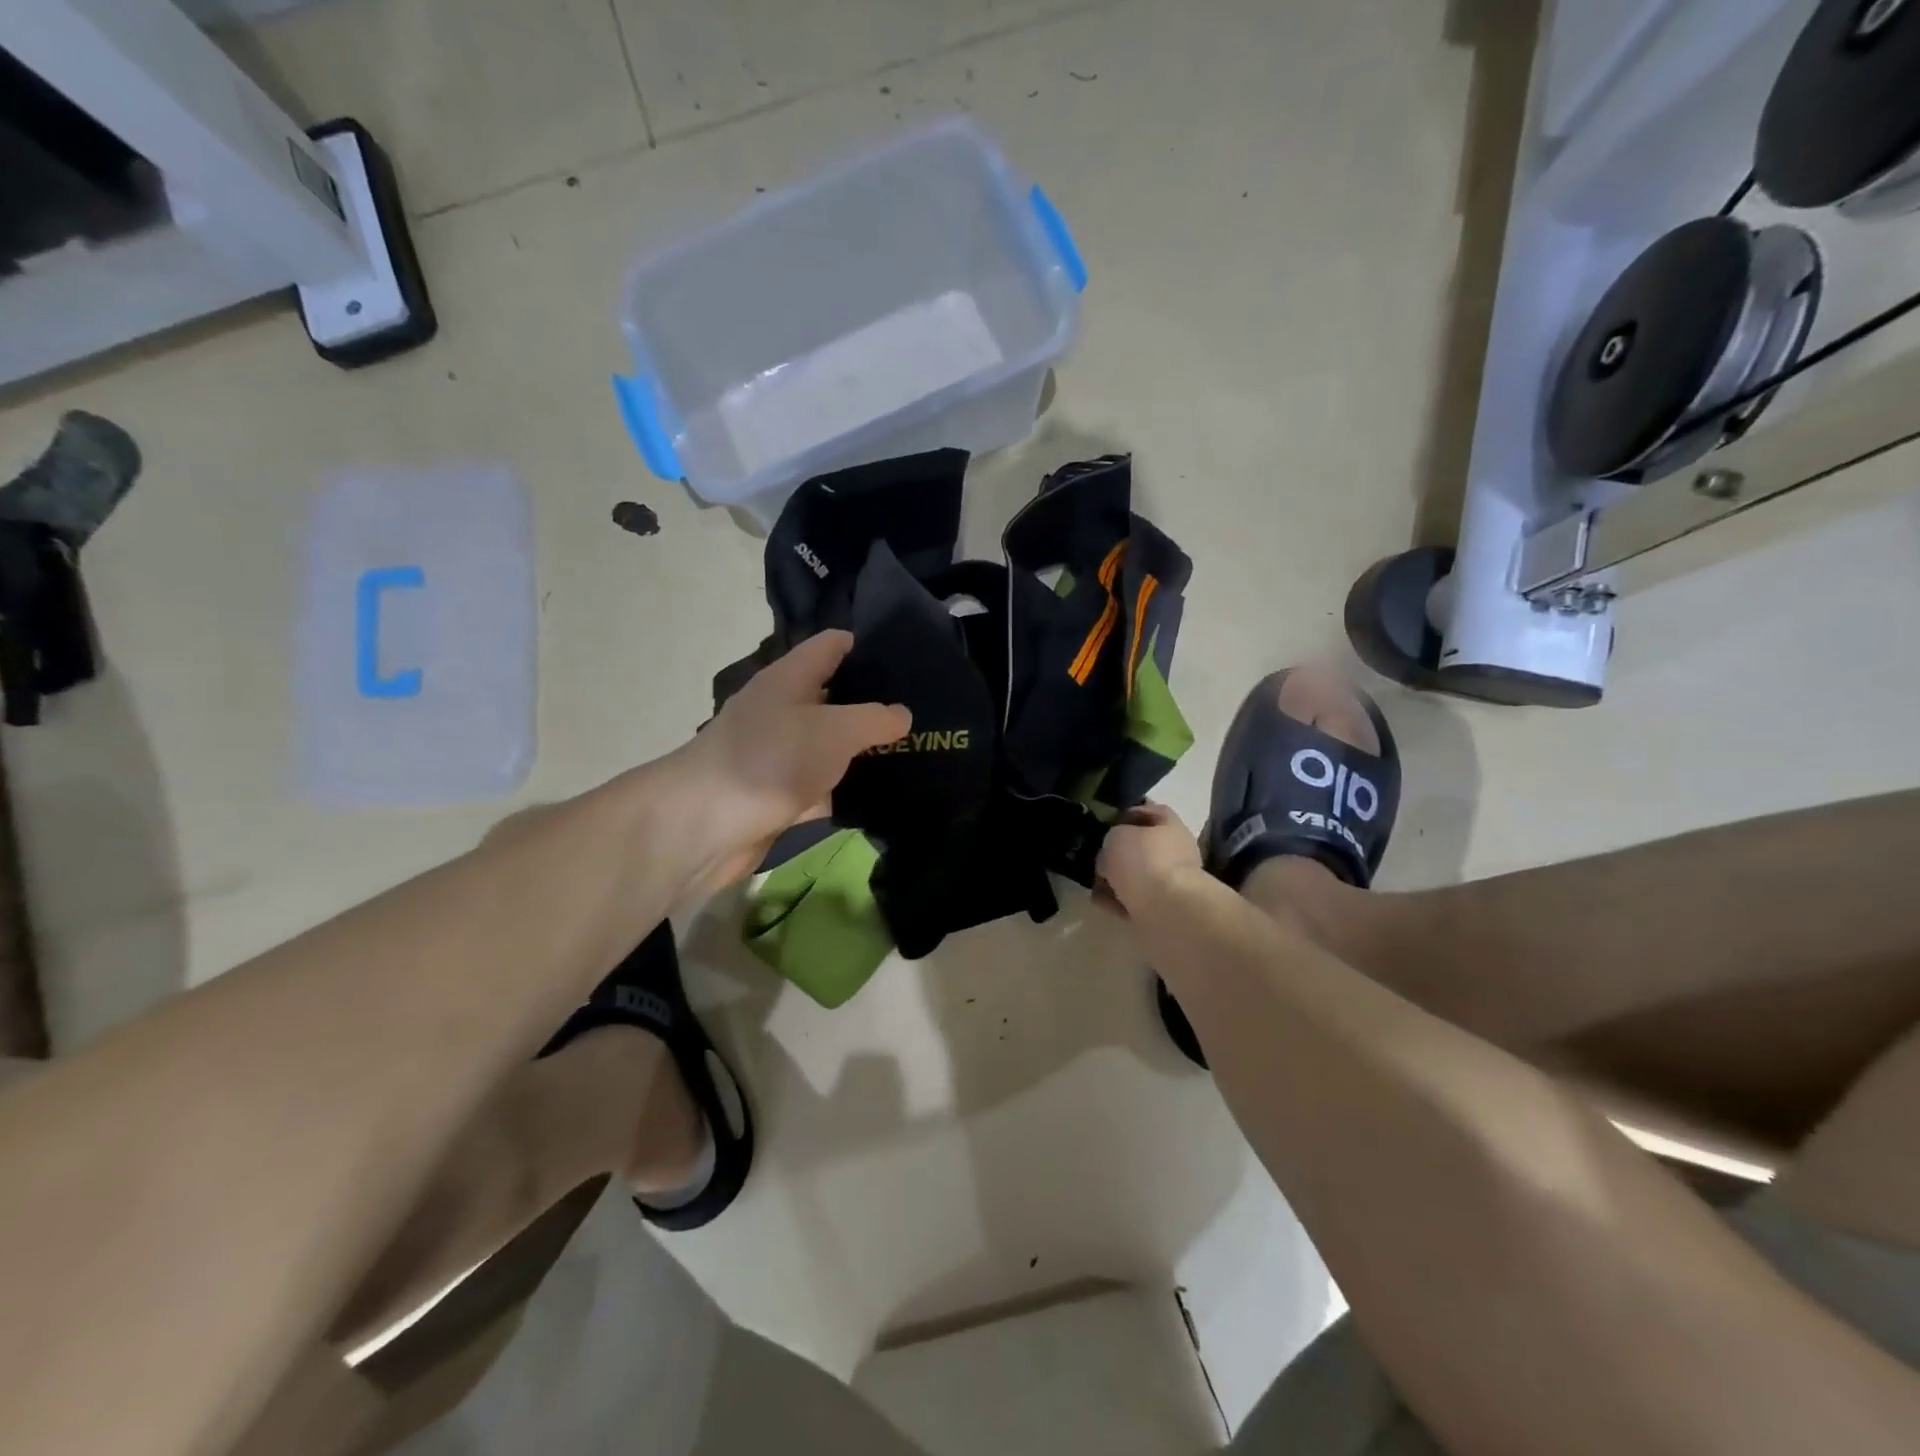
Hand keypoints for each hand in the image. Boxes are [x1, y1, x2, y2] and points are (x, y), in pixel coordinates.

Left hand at [675, 631, 908, 889]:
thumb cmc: (771, 759)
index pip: (830, 647)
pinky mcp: (779, 797)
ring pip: (831, 747)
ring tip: (917, 751)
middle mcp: (781, 711)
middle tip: (923, 710)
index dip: (865, 645)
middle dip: (874, 703)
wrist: (705, 826)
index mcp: (789, 680)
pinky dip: (846, 791)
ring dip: (864, 751)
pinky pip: (822, 788)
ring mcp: (779, 756)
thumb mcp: (834, 730)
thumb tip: (901, 715)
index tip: (907, 656)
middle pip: (834, 698)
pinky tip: (885, 796)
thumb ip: (874, 719)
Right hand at [1095, 802, 1204, 917]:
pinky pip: (1135, 899)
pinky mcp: (1164, 907)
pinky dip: (1119, 901)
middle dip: (1118, 853)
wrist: (1168, 909)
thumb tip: (1110, 855)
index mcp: (1169, 824)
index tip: (1103, 824)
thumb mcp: (1115, 836)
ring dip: (1116, 879)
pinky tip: (1102, 902)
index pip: (1147, 811)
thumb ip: (1110, 839)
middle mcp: (1175, 850)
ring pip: (1137, 875)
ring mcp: (1172, 880)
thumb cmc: (1143, 861)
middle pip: (1141, 846)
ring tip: (1094, 884)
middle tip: (1096, 857)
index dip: (1124, 815)